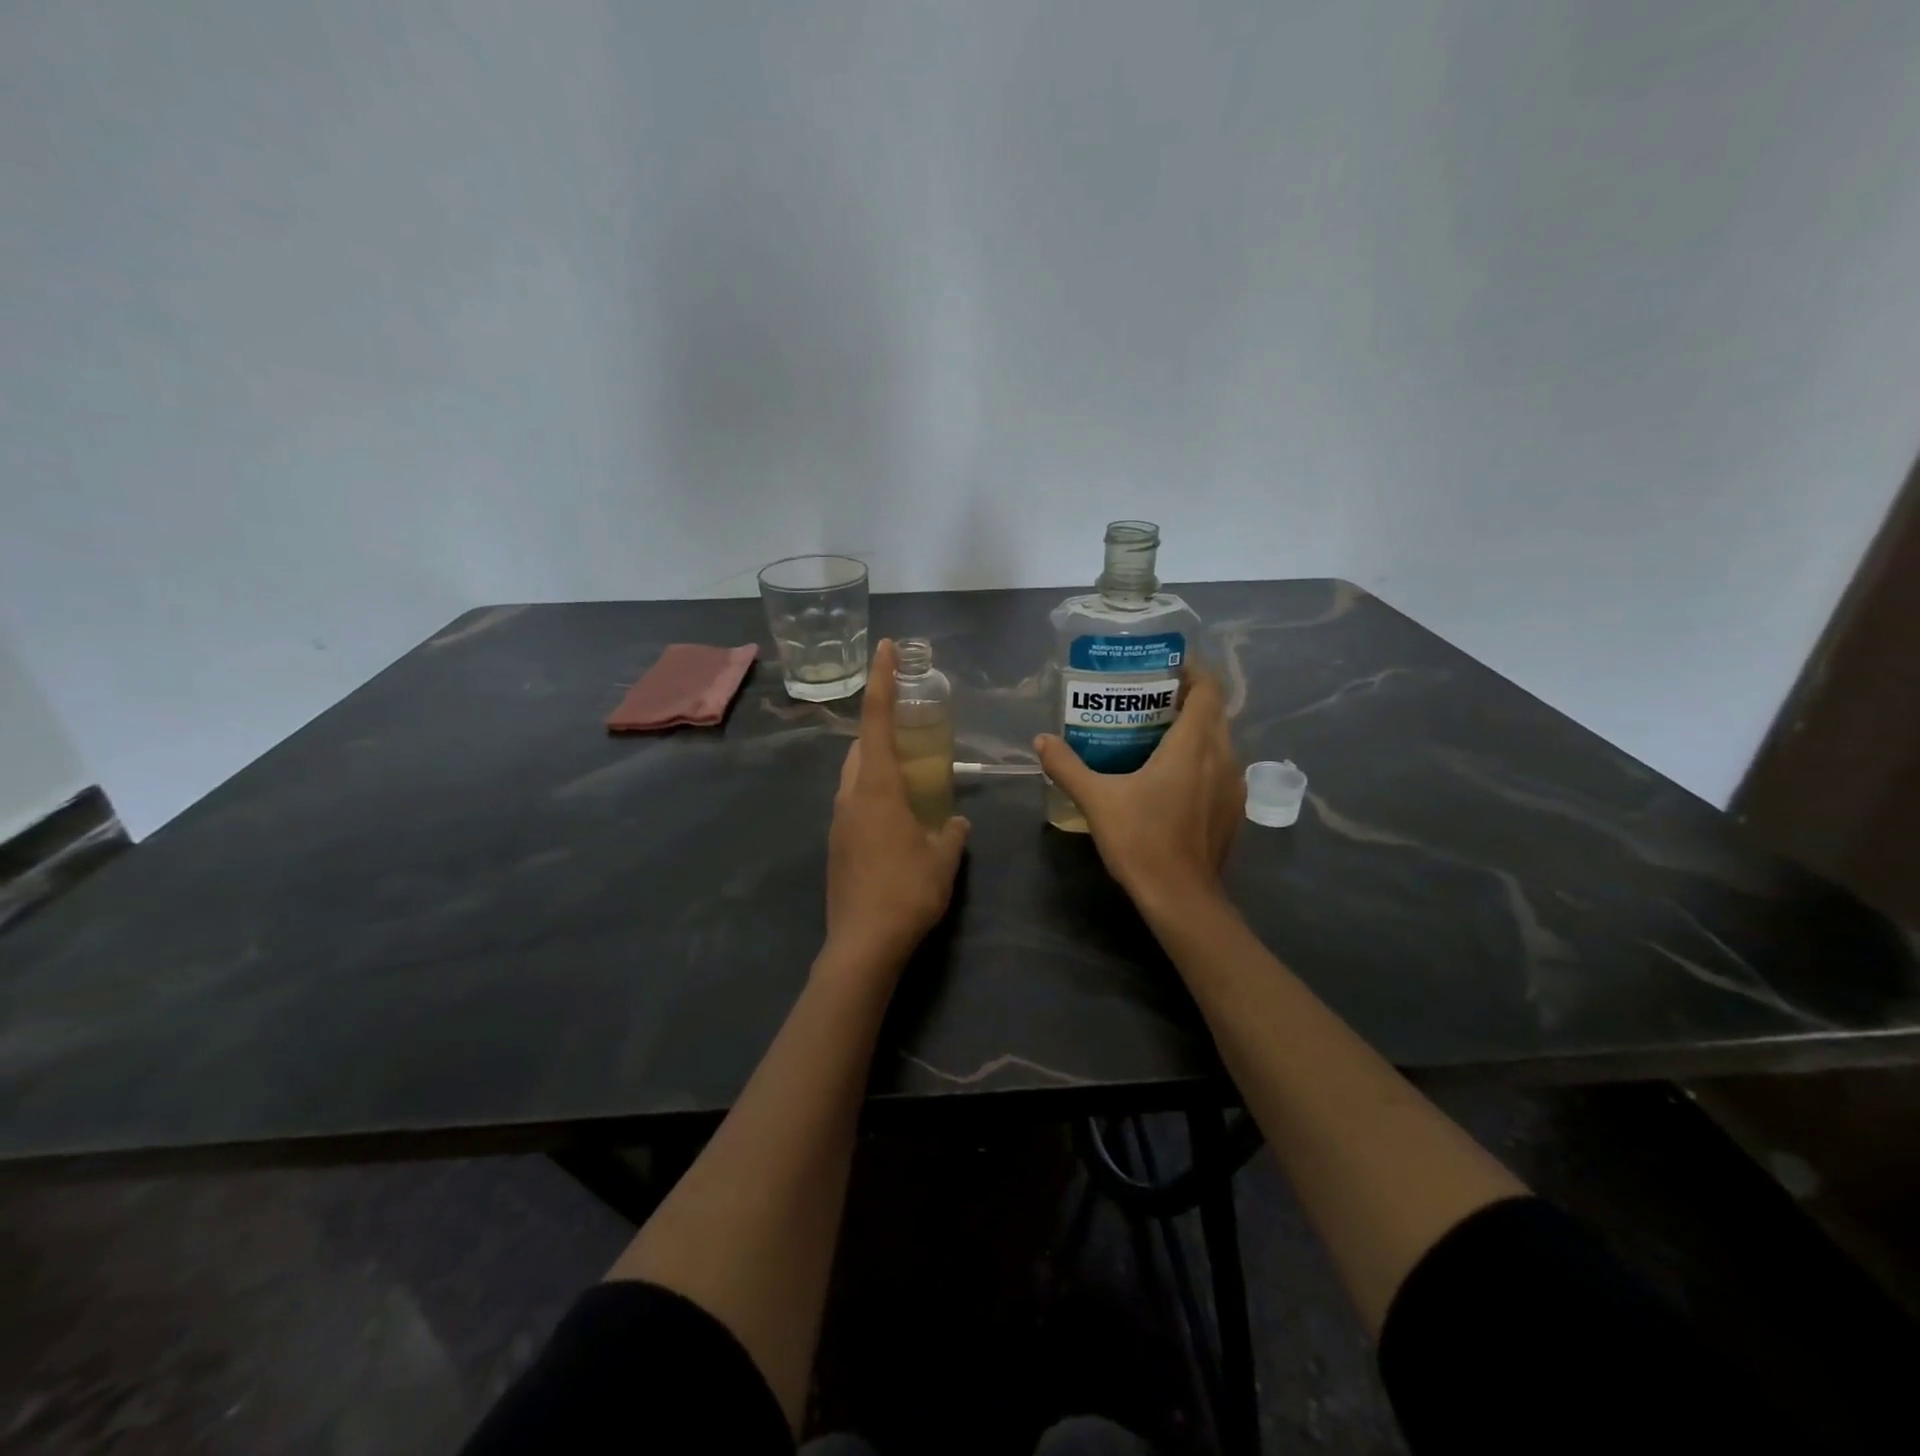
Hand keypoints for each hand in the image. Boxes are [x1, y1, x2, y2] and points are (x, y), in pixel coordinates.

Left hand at [823, 640, 970, 980]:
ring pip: (854, 778)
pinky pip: (854, 806)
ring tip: (907, 777)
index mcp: (877, 789)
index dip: (882, 682)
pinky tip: (896, 822)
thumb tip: (958, 822)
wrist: (862, 945)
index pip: (878, 722)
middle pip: (861, 748)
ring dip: (876, 767)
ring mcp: (838, 823)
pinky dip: (872, 797)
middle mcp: (850, 797)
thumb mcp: (943, 860)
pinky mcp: (835, 847)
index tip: (884, 647)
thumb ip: (953, 834)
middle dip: (881, 730)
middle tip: (910, 729)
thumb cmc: (907, 893)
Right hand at [1035, 662, 1243, 913]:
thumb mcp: (1097, 800)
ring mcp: (1233, 785)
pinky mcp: (1233, 810)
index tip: (1165, 668)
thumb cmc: (1141, 840)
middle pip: (1214, 712)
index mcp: (1194, 745)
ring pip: (1221, 741)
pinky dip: (1203, 759)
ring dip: (1197, 730)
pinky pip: (1222, 768)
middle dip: (1188, 699)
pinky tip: (1174, 777)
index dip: (1192, 671)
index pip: (1207, 689)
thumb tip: (1041, 740)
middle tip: (1150, 699)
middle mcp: (1223, 757)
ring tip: (1159, 734)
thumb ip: (1067, 766)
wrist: (1181, 898)